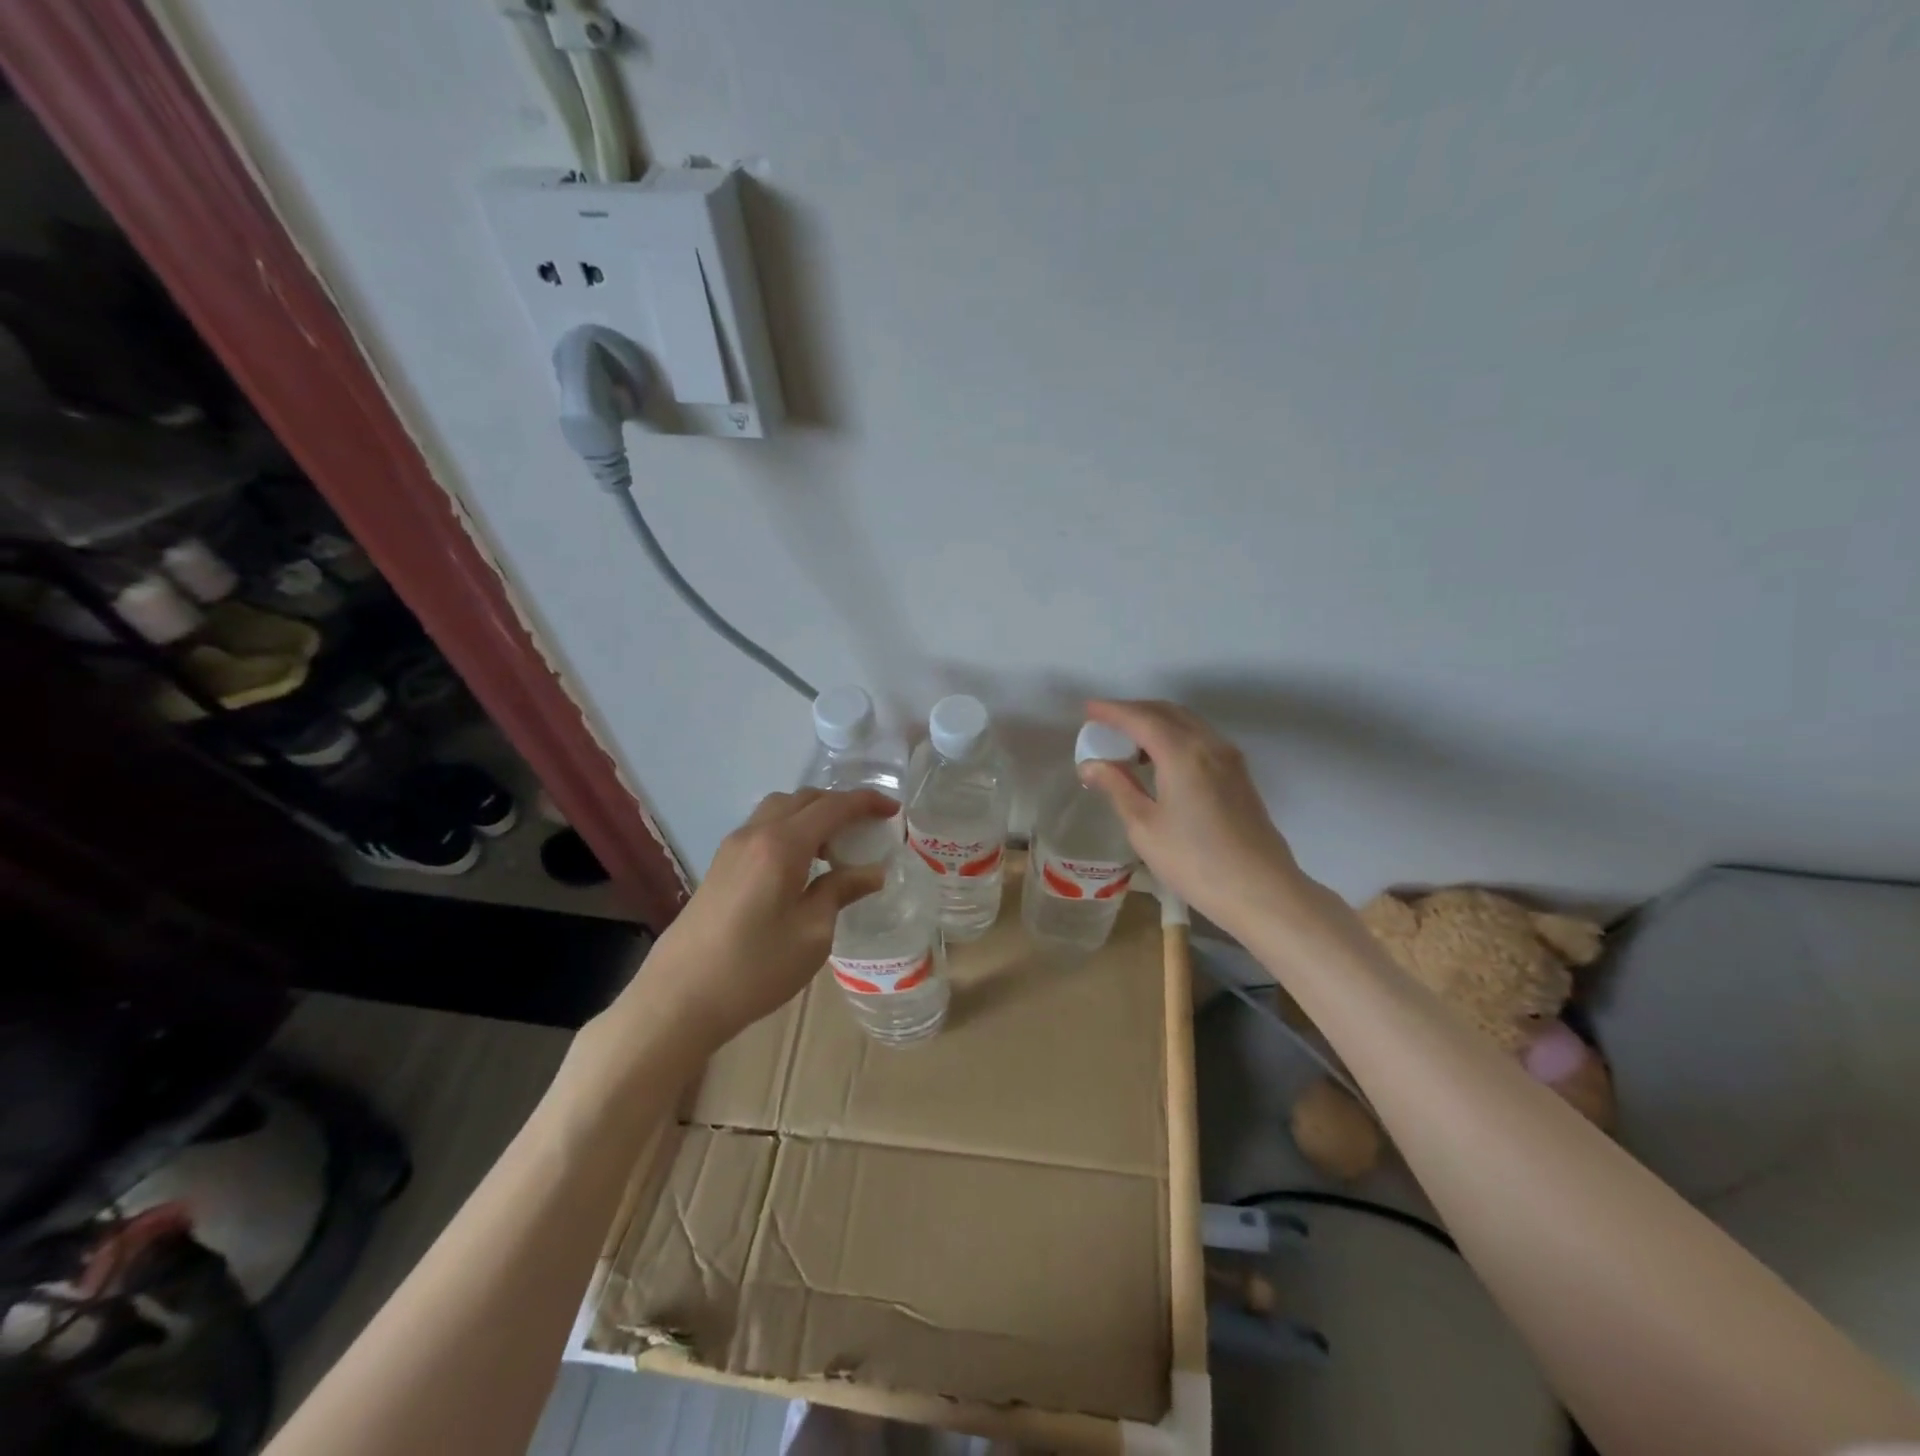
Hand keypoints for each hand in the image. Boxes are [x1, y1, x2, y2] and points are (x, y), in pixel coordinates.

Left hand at [626, 789, 895, 1047]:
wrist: (679, 998)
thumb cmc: (755, 968)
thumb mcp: (812, 933)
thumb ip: (841, 891)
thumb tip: (872, 871)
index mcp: (782, 845)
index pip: (833, 807)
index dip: (866, 803)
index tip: (893, 810)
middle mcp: (755, 834)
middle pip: (804, 799)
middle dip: (840, 804)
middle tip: (867, 827)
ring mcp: (732, 847)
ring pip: (779, 809)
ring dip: (812, 814)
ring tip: (835, 845)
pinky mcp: (720, 865)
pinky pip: (763, 828)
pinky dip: (790, 829)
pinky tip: (801, 864)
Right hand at [1079, 699, 1305, 933]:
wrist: (1261, 891)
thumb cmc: (1195, 861)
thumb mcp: (1144, 827)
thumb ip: (1118, 787)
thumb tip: (1090, 765)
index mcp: (1182, 752)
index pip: (1140, 718)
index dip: (1112, 711)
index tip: (1088, 709)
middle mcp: (1209, 744)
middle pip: (1167, 712)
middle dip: (1133, 711)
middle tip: (1105, 722)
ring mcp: (1229, 758)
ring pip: (1187, 722)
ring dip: (1156, 721)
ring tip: (1128, 739)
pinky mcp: (1239, 775)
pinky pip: (1201, 738)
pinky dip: (1175, 735)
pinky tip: (1160, 758)